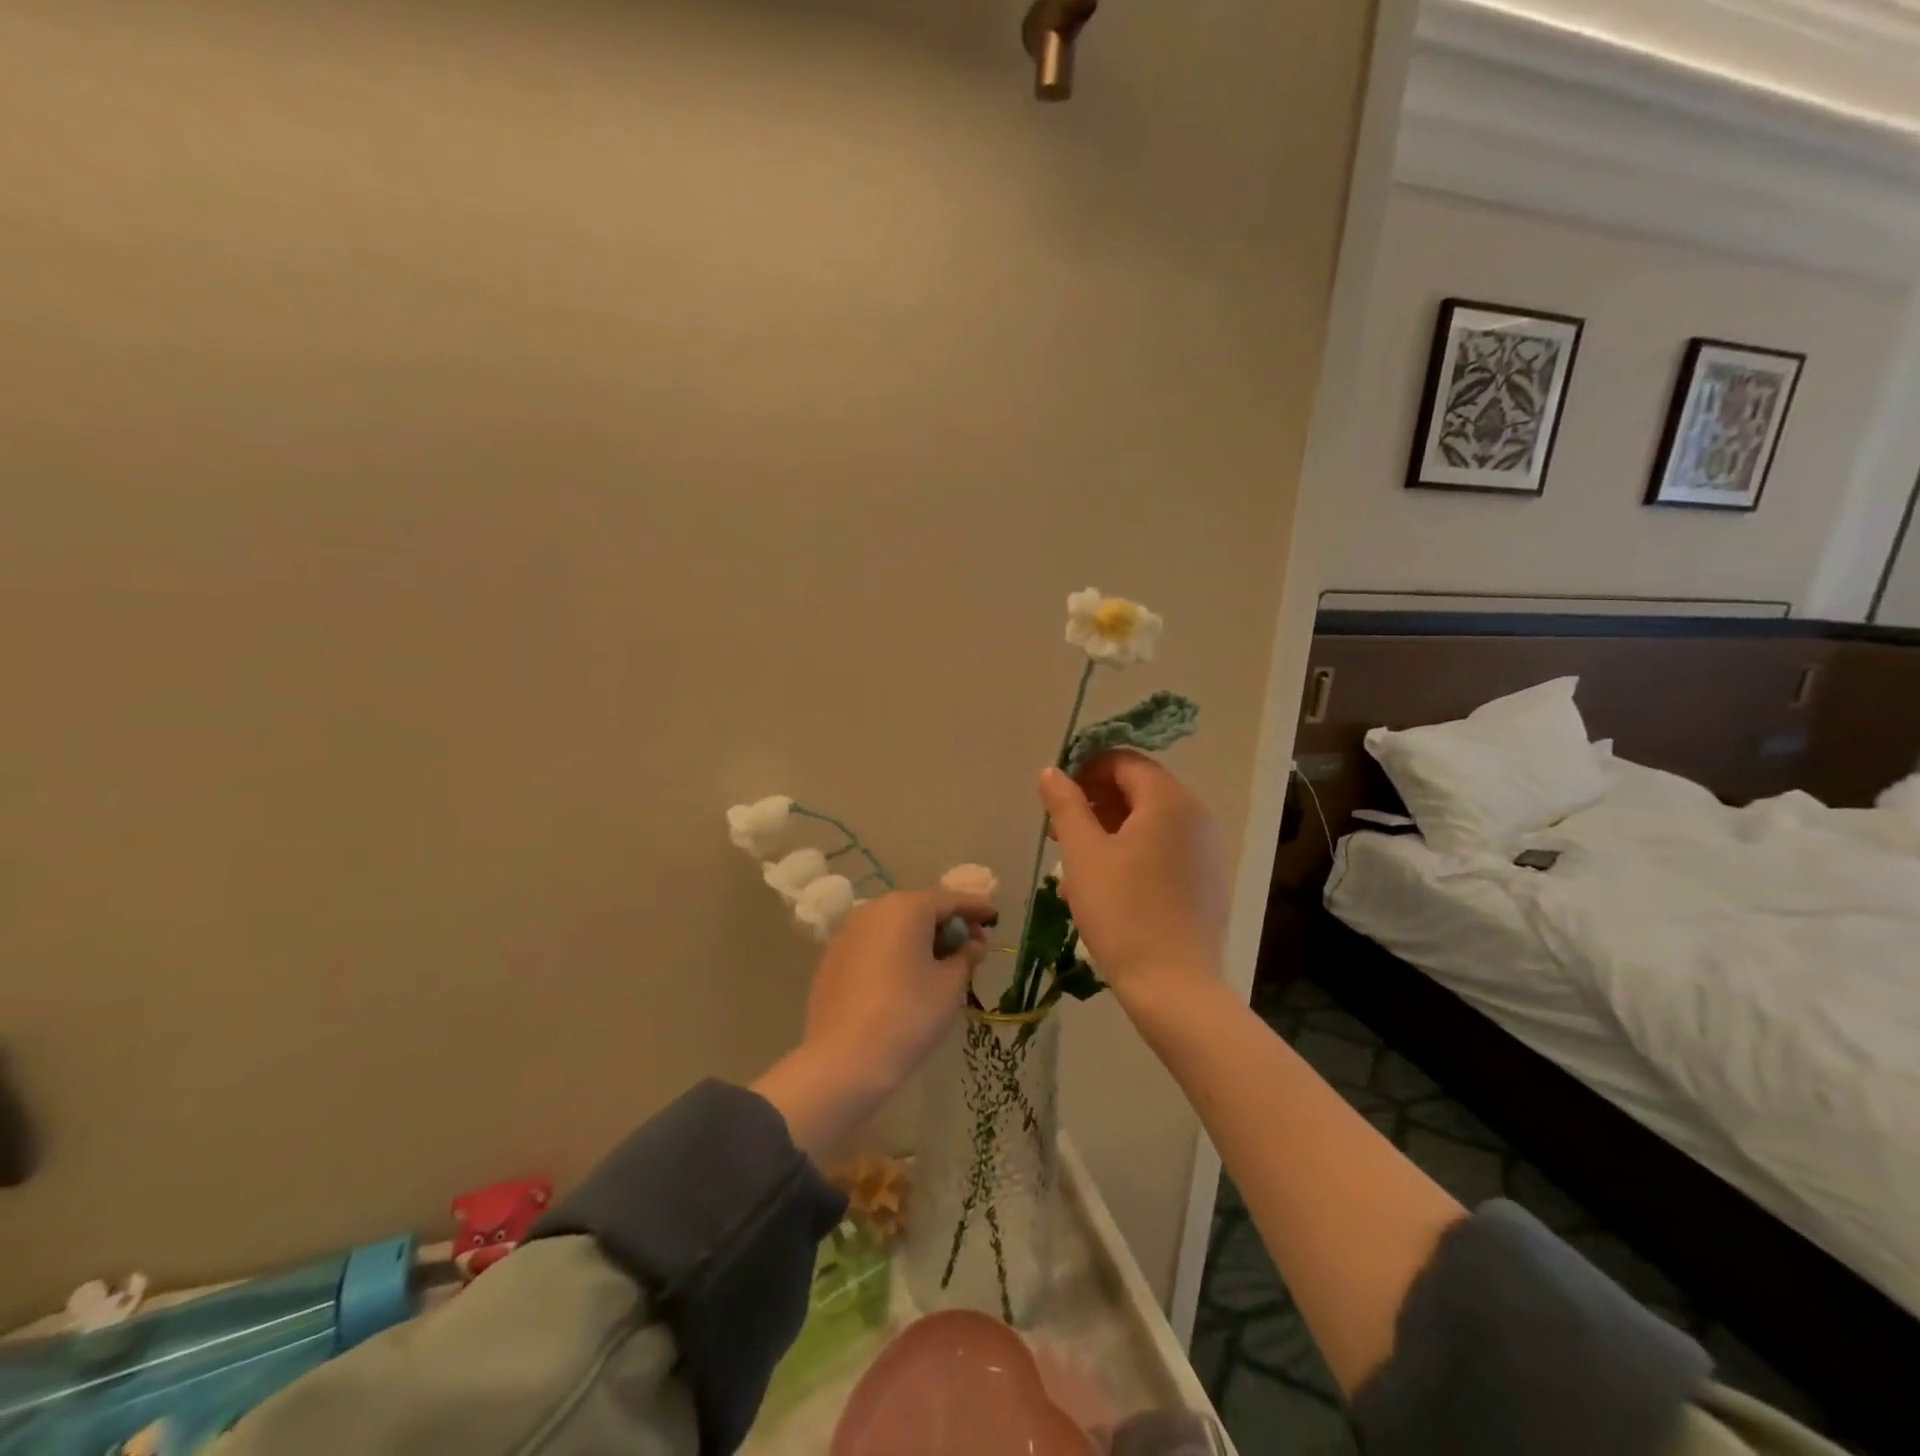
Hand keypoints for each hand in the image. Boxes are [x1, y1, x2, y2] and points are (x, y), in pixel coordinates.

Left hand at [803, 890, 994, 1088]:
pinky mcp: (833, 957)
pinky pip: (874, 943)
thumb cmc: (908, 1014)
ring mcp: (848, 932)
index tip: (994, 915)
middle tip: (971, 943)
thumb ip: (966, 957)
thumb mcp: (949, 986)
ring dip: (920, 936)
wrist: (844, 1059)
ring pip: (894, 925)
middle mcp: (874, 909)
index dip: (975, 907)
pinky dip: (895, 950)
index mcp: (906, 907)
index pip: (949, 899)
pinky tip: (907, 975)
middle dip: (947, 923)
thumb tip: (974, 944)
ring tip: (942, 961)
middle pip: (920, 908)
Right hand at [1038, 751, 1226, 1002]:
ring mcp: (1207, 849)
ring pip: (1150, 822)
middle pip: (1139, 789)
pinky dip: (1134, 853)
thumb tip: (1052, 772)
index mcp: (1169, 800)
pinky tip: (1107, 887)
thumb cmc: (1122, 912)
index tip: (1056, 797)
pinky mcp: (1208, 880)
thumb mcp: (1083, 854)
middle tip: (1059, 832)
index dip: (1086, 769)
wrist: (1174, 987)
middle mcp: (1196, 816)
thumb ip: (1065, 804)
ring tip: (1076, 866)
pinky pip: (1166, 849)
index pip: (1124, 761)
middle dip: (1095, 803)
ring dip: (1110, 831)